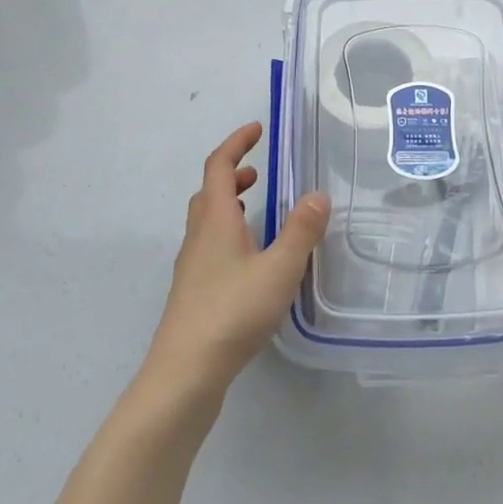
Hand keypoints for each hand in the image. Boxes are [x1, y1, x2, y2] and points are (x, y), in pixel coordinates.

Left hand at [141, 123, 329, 408]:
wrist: (184, 373)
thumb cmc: (232, 312)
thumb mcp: (279, 269)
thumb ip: (301, 231)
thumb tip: (318, 195)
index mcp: (215, 219)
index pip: (218, 165)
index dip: (236, 142)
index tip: (257, 129)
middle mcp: (198, 235)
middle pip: (208, 191)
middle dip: (231, 173)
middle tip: (258, 171)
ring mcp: (191, 265)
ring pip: (206, 219)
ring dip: (227, 203)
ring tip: (254, 209)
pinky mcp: (192, 291)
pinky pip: (208, 244)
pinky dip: (226, 232)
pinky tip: (248, 259)